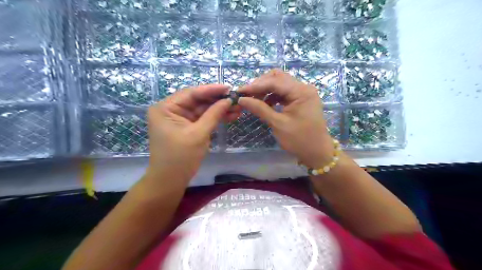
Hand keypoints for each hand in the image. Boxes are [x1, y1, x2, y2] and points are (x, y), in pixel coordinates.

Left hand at [145, 85, 238, 183]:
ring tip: (237, 109)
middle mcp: (170, 110)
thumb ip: (213, 114)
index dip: (211, 90)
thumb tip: (229, 100)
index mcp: (165, 108)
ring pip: (202, 110)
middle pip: (197, 100)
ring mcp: (179, 118)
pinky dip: (214, 118)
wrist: (171, 181)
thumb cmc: (180, 158)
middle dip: (217, 101)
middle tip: (236, 99)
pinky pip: (202, 119)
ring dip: (218, 109)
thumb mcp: (198, 134)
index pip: (191, 93)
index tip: (229, 88)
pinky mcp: (186, 127)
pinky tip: (229, 116)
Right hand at [238, 69, 335, 167]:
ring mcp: (303, 93)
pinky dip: (272, 96)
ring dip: (265, 89)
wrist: (317, 152)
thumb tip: (241, 99)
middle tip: (246, 95)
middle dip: (260, 85)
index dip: (255, 86)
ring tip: (252, 99)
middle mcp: (303, 87)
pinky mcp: (300, 99)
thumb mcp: (278, 124)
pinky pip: (283, 92)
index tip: (239, 91)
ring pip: (280, 83)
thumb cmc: (299, 140)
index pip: (274, 81)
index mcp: (301, 92)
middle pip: (278, 77)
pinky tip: (264, 103)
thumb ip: (259, 109)